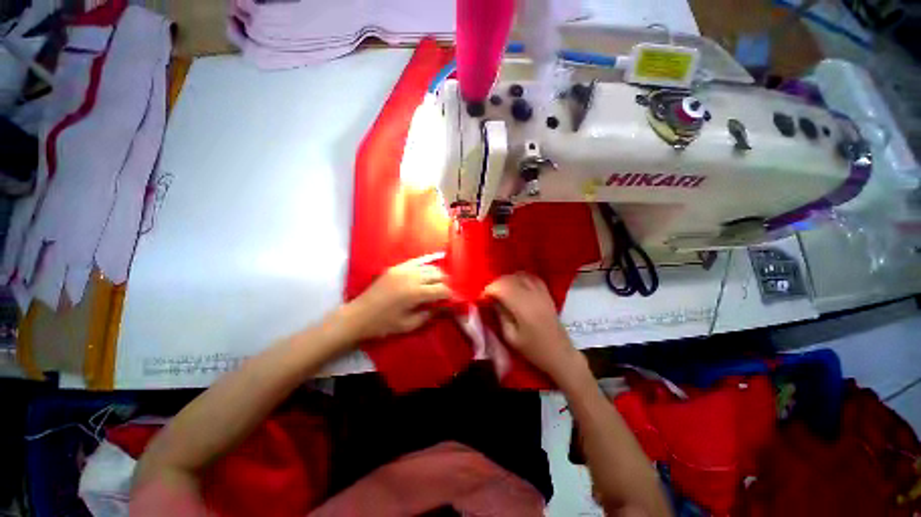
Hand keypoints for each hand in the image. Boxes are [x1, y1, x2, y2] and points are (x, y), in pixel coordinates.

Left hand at [343, 254, 454, 341]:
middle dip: (445, 283)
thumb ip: (430, 314)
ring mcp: (403, 269)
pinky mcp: (396, 267)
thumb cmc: (383, 324)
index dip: (450, 294)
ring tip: (437, 282)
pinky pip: (416, 261)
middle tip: (446, 292)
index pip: (441, 289)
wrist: (358, 315)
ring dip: (437, 274)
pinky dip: (425, 265)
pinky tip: (429, 267)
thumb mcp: (409, 324)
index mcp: (416, 293)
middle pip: (438, 274)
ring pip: (429, 266)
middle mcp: (412, 277)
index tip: (453, 300)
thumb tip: (444, 307)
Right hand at [483, 273, 585, 383]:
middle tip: (489, 295)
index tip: (482, 298)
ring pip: (519, 275)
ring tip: (501, 290)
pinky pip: (531, 277)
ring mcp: (541, 292)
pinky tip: (516, 285)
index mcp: (523, 307)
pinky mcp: (547, 293)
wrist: (560, 353)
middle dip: (495, 284)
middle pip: (509, 278)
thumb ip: (501, 315)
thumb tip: (492, 300)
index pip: (501, 287)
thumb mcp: (511, 337)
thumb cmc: (534, 350)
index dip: (488, 290)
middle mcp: (533, 295)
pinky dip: (520, 278)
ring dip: (507, 280)